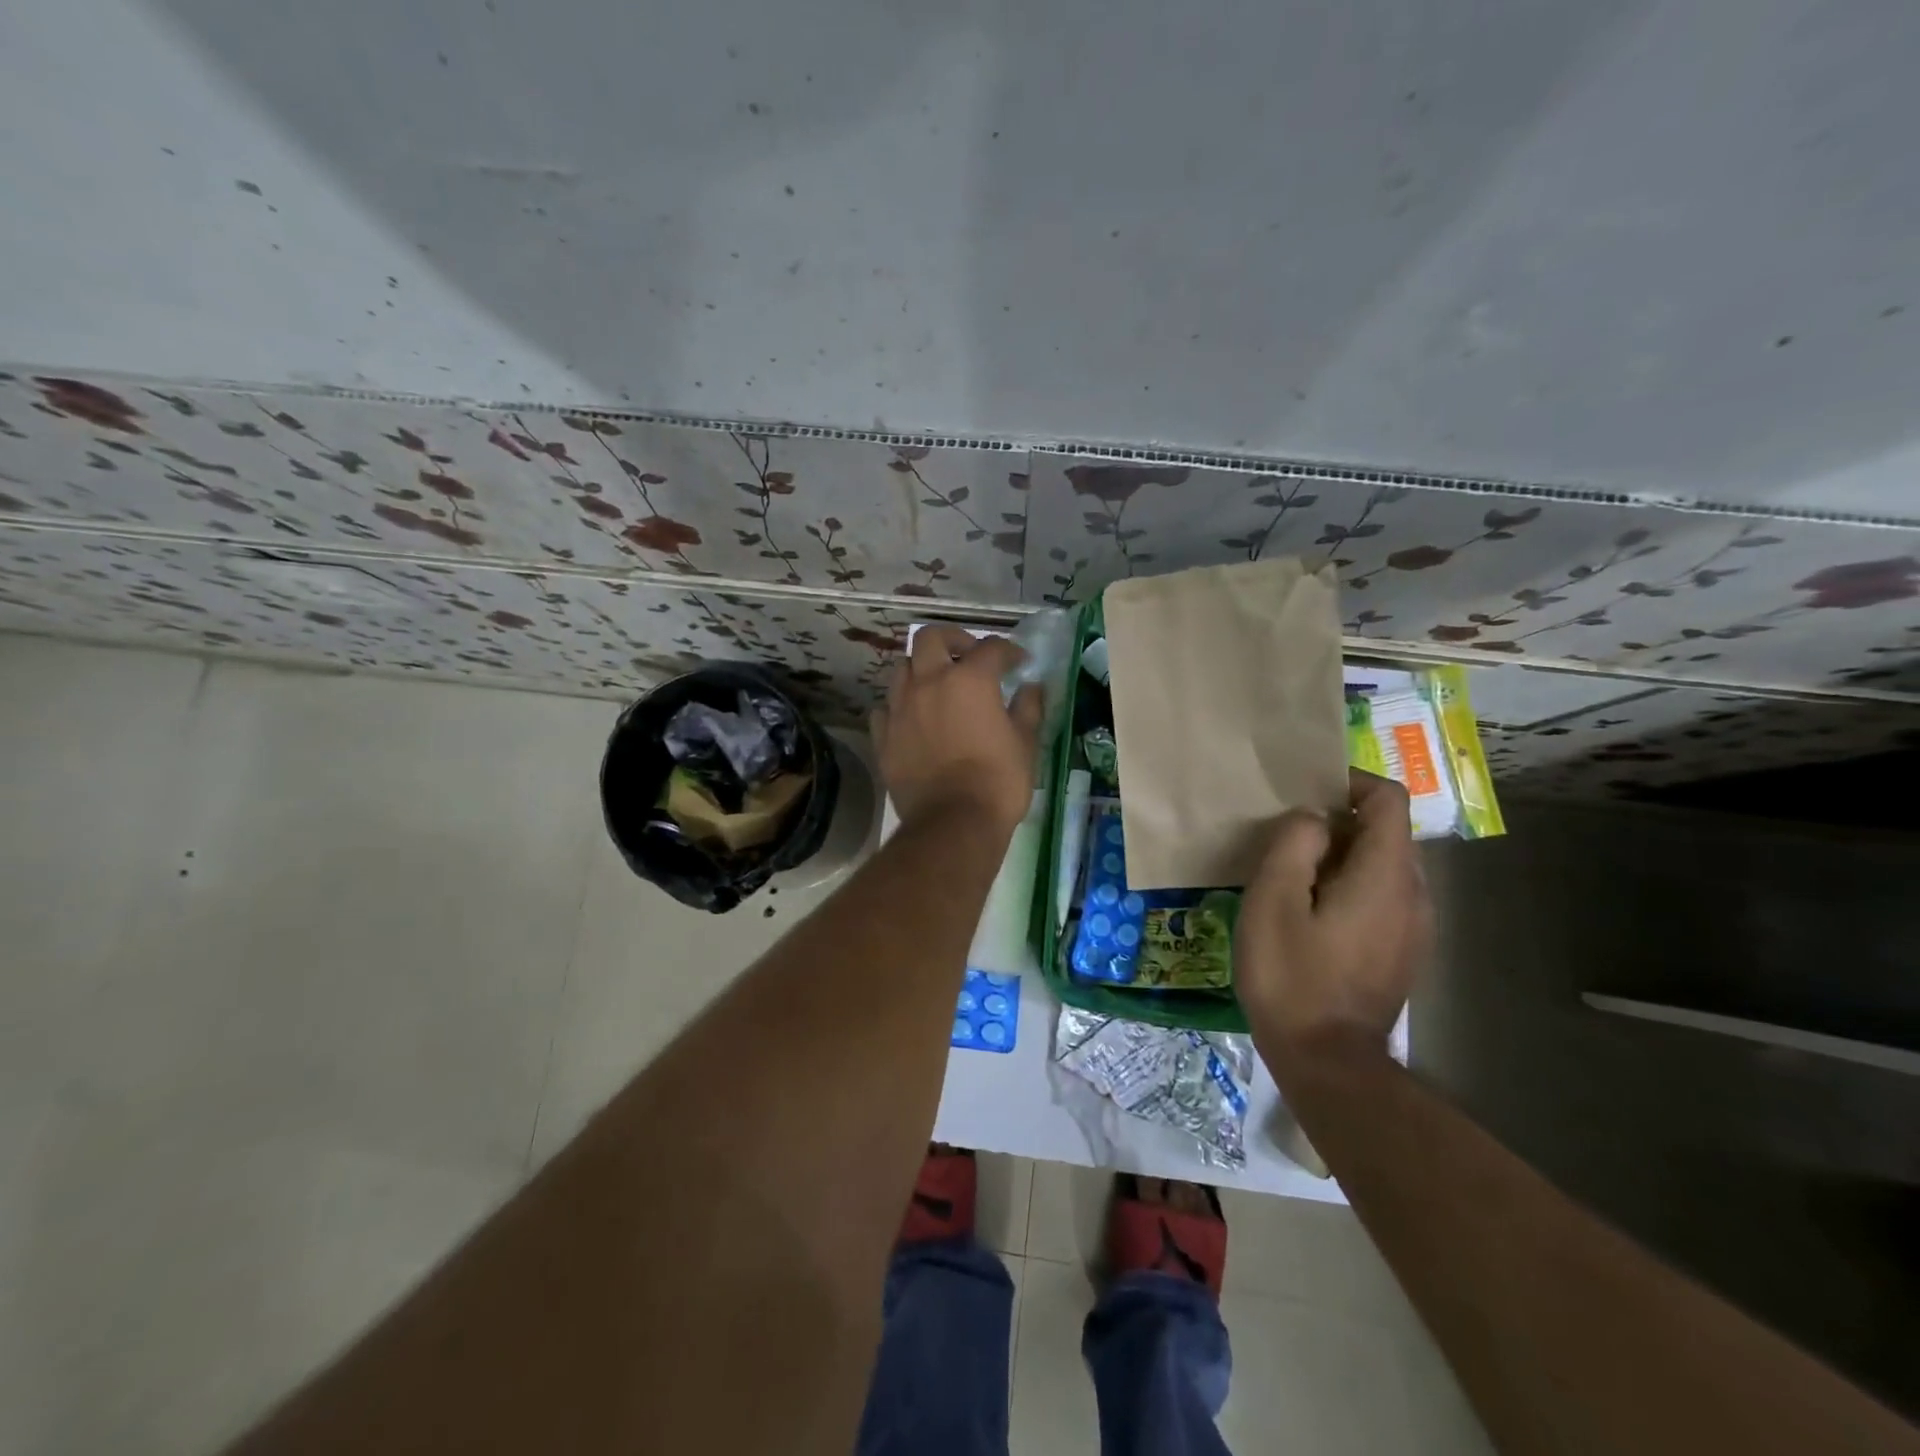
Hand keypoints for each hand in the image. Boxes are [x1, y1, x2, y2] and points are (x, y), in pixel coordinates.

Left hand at [874, 627, 1043, 834]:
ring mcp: (900, 708)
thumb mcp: (1025, 743)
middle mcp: (929, 682)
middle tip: (967, 655)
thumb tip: (1031, 687)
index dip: (1009, 651)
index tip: (1019, 662)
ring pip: (902, 668)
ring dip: (921, 669)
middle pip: (930, 638)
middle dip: (952, 639)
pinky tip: (912, 719)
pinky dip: (899, 706)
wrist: (954, 824)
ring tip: (936, 686)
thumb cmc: (998, 782)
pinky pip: (885, 708)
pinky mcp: (883, 736)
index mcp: (969, 679)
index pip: (991, 648)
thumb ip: (1028, 708)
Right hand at [1233, 769, 1432, 1071]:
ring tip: (1293, 873)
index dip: (1350, 782)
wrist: (1328, 1062)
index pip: (1389, 799)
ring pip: (1383, 865)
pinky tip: (1311, 912)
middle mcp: (1414, 894)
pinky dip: (1351, 884)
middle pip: (1386, 831)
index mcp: (1385, 875)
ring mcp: (1415, 927)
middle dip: (1339, 820)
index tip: (1306, 791)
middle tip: (1287, 835)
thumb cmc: (1292, 976)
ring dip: (1342, 855)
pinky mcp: (1403, 952)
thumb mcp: (1273, 901)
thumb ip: (1294, 845)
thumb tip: (1312, 818)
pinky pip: (1383, 896)